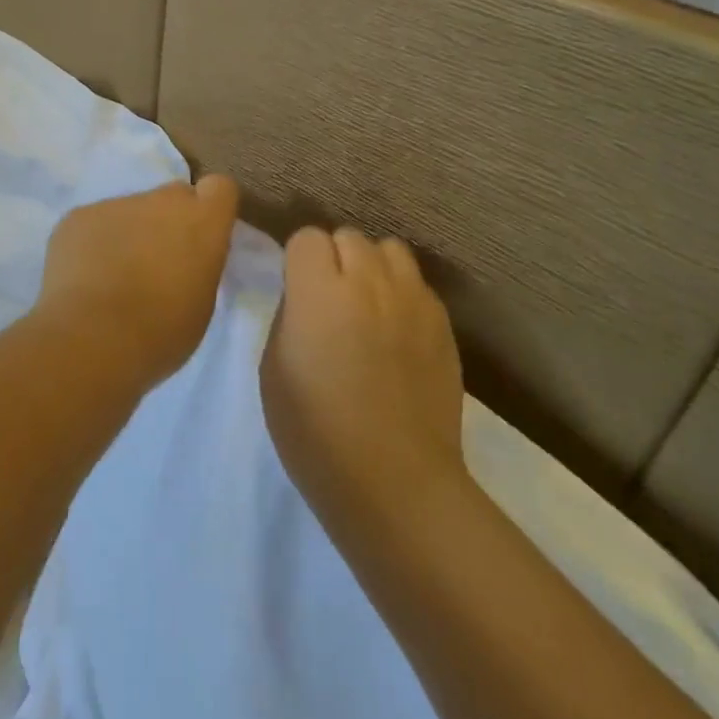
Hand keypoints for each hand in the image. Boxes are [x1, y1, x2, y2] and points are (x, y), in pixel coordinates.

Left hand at [35, 176, 239, 386]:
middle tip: (156, 262)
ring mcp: (116, 204)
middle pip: (172, 197)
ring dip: (128, 234)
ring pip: (129, 211)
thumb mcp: (201, 303)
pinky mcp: (78, 216)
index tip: (201, 237)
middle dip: (168, 221)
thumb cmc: (161, 332)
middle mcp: (161, 201)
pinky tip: (83, 278)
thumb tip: (182, 258)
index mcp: (202, 221)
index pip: (220, 188)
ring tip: (111, 277)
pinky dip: (92, 243)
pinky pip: (93, 223)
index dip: (209, 209)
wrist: (94, 338)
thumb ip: (197, 264)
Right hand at [261, 226, 467, 528]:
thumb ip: (290, 314)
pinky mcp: (443, 324)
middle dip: (334, 258)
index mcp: (319, 291)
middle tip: (329, 298)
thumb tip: (306, 296)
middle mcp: (369, 282)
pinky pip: (418, 284)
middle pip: (349, 236)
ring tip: (366, 303)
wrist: (394, 481)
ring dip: (372, 266)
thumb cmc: (315, 431)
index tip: (297, 289)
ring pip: (390, 250)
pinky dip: (401, 293)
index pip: (308, 237)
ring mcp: (413, 301)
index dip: (298, 260)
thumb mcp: (274, 368)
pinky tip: (396, 330)